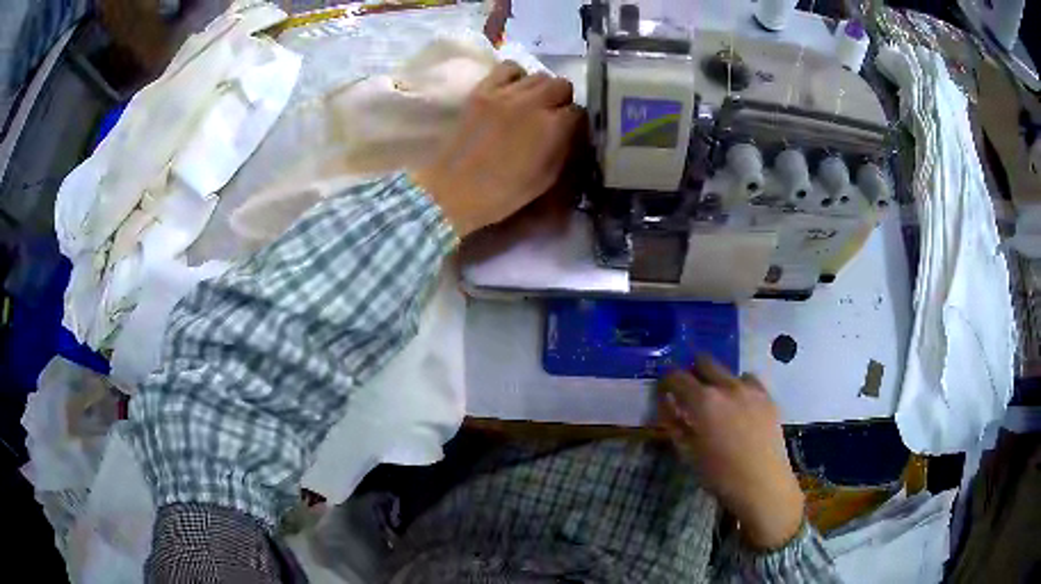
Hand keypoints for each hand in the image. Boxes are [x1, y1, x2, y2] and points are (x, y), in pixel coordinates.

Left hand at [413, 61, 584, 237]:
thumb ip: (564, 149)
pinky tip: (512, 91)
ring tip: (532, 105)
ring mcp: (505, 93)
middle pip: (562, 85)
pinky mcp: (482, 89)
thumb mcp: (547, 178)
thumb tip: (572, 133)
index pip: (579, 112)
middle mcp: (533, 103)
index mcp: (552, 128)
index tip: (570, 133)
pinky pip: (508, 68)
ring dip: (541, 89)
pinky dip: (516, 76)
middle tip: (553, 117)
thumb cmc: (503, 193)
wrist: (454, 190)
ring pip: (538, 75)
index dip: (576, 124)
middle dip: (562, 101)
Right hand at [658, 357, 803, 549]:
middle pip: (704, 361)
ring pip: (727, 371)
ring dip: (716, 380)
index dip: (666, 382)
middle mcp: (726, 386)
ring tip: (716, 401)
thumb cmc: (719, 475)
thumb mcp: (688, 453)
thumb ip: (675, 425)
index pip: (676, 377)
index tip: (663, 392)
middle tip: (688, 392)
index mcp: (703, 401)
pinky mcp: (767, 396)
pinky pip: (748, 381)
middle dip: (692, 372)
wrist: (762, 484)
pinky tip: (739, 405)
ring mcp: (750, 389)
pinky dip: (738, 387)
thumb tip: (668, 408)